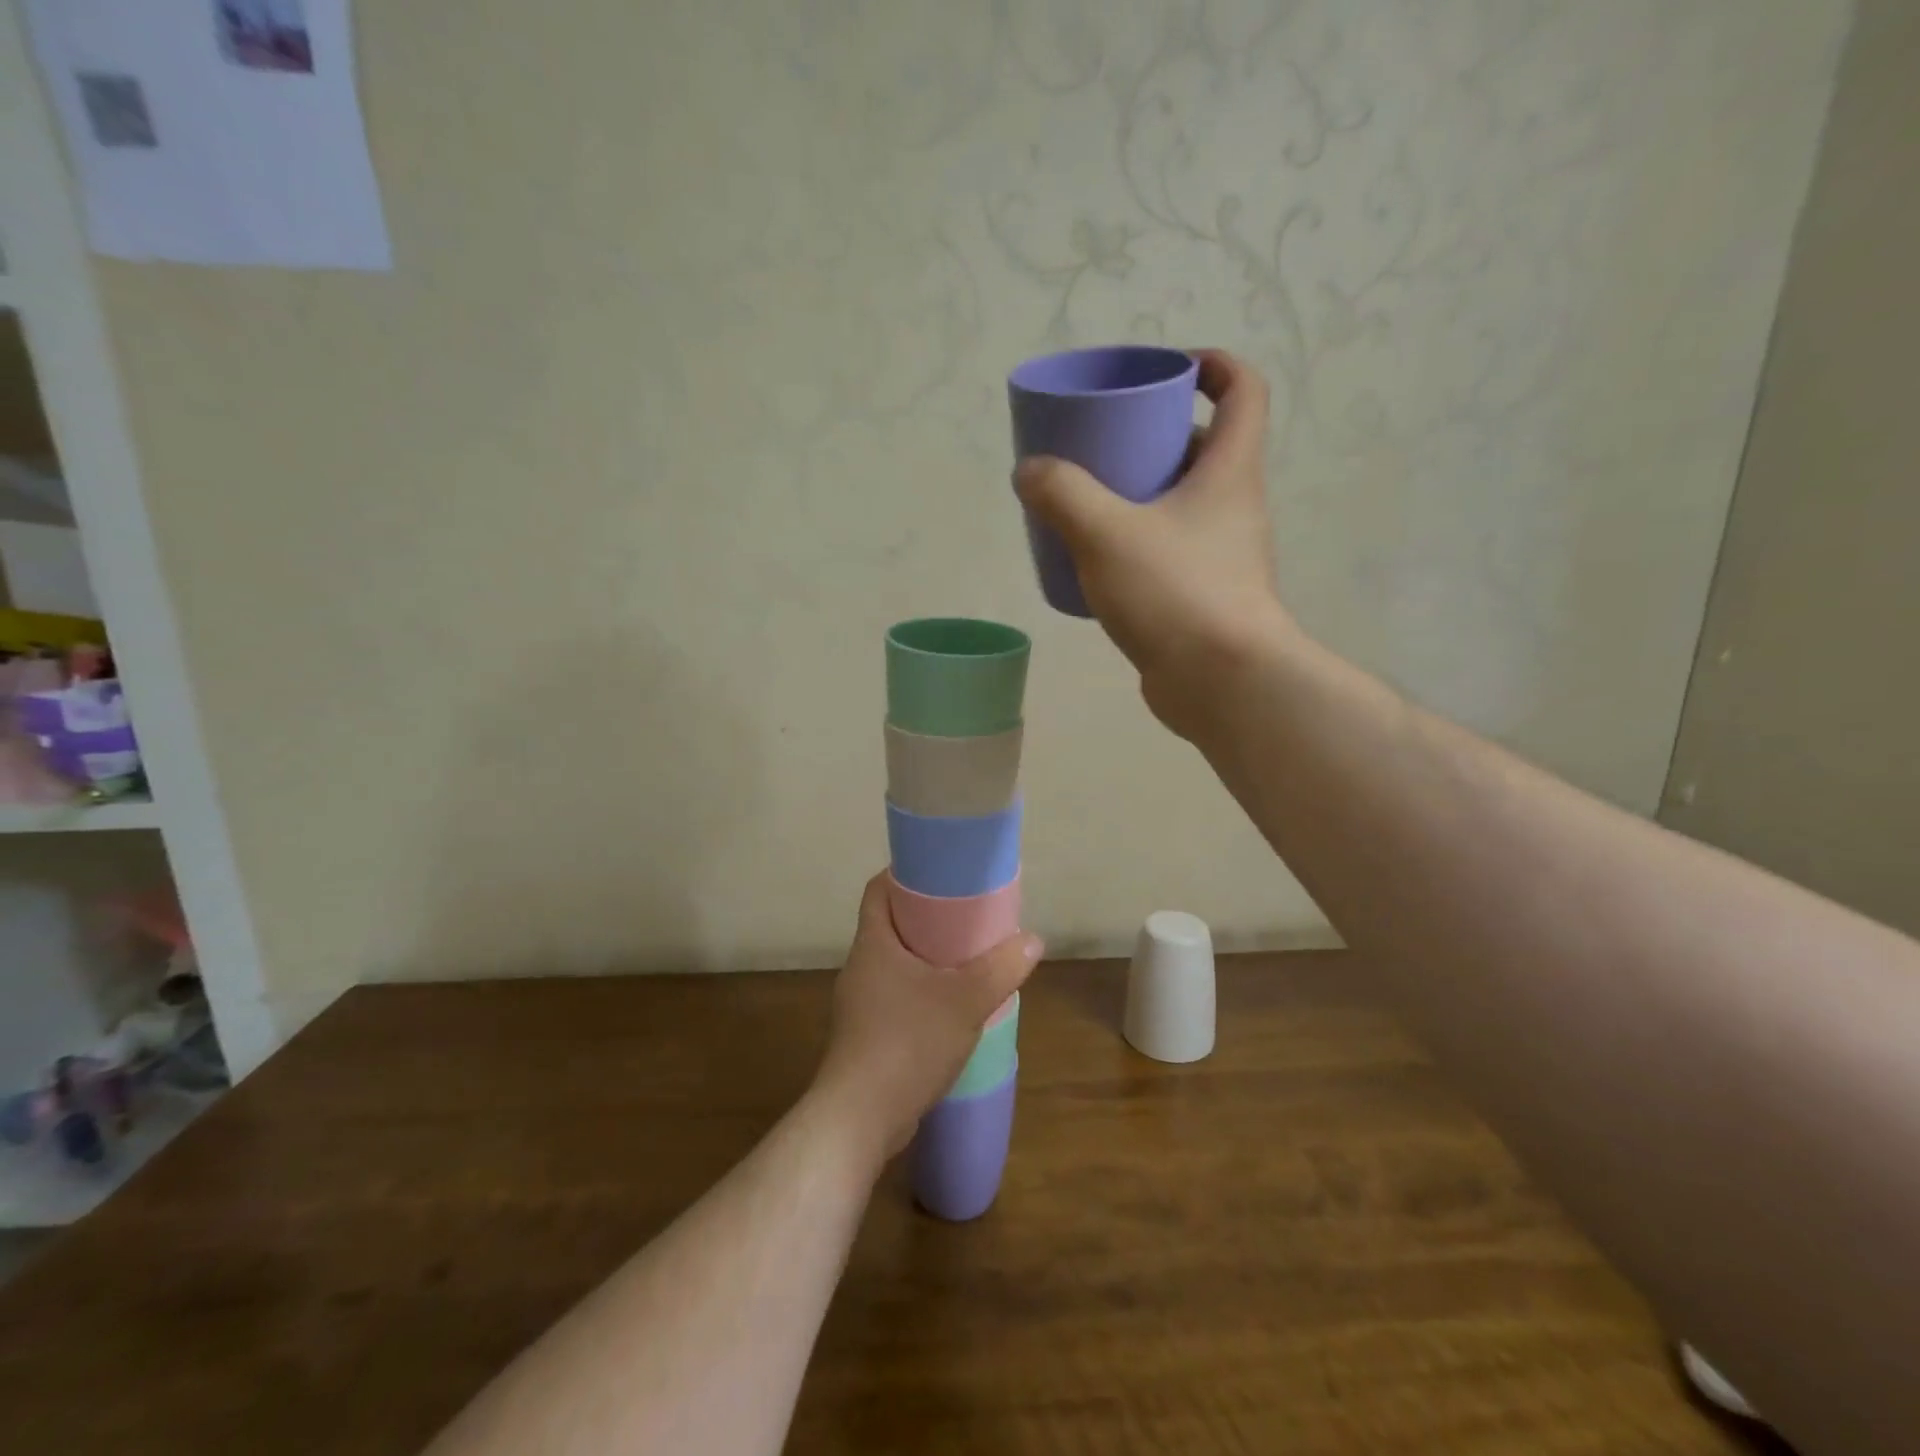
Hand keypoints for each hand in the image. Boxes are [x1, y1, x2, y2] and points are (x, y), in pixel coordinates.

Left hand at [812, 873, 1042, 1159]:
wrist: (860, 1118)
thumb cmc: (908, 1042)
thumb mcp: (966, 1000)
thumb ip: (1001, 968)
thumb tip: (1033, 941)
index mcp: (874, 943)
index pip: (879, 889)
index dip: (906, 875)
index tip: (941, 875)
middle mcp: (861, 966)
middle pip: (891, 925)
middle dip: (927, 918)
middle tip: (967, 917)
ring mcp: (860, 1003)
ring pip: (895, 964)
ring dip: (926, 959)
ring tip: (967, 961)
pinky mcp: (866, 1035)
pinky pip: (896, 997)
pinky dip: (922, 992)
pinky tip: (950, 1008)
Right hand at [1015, 348, 1292, 738]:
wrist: (1221, 683)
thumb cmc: (1175, 592)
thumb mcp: (1105, 533)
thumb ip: (1062, 494)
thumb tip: (1030, 470)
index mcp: (1229, 471)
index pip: (1242, 390)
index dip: (1211, 365)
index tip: (1167, 368)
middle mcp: (1234, 506)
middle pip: (1202, 448)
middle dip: (1154, 435)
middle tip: (1104, 443)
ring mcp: (1223, 555)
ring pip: (1182, 504)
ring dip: (1141, 493)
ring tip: (1088, 501)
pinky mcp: (1204, 597)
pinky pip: (1169, 551)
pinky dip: (1137, 542)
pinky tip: (1096, 561)